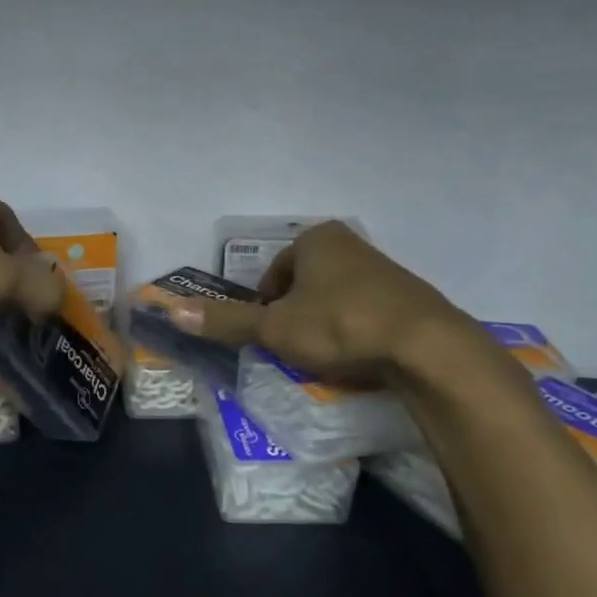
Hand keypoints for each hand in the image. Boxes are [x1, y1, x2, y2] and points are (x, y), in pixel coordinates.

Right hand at [180, 221, 472, 386]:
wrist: (426, 347)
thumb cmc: (340, 325)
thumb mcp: (274, 327)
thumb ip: (227, 321)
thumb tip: (171, 311)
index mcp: (316, 239)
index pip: (272, 274)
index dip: (264, 307)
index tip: (269, 336)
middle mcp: (350, 245)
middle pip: (303, 285)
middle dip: (294, 315)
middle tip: (293, 349)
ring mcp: (384, 270)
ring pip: (334, 299)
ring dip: (324, 325)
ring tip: (325, 357)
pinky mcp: (409, 297)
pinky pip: (366, 313)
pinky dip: (354, 332)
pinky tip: (357, 357)